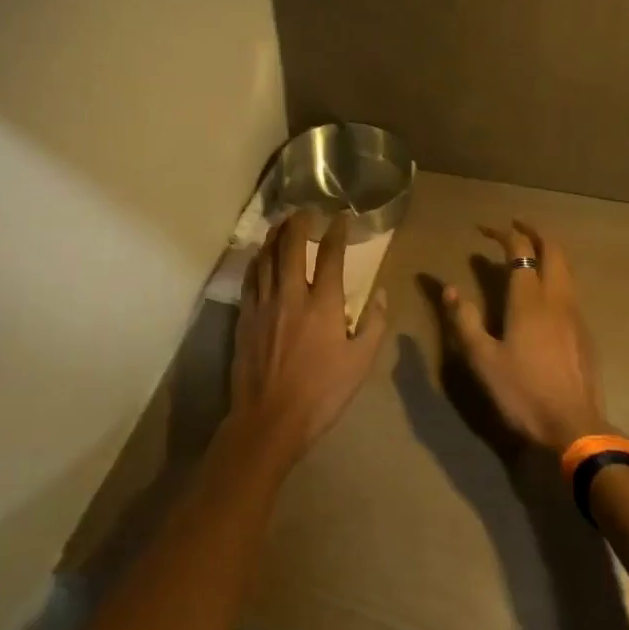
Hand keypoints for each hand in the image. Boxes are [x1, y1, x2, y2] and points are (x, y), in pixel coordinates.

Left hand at [226, 211, 388, 473]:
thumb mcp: (360, 363)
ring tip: (281, 222)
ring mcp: (264, 304)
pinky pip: (250, 278)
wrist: (270, 419)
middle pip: (291, 246)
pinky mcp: (245, 317)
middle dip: (298, 223)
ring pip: (266, 257)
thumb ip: (374, 324)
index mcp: (323, 304)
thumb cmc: (322, 393)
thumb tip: (383, 294)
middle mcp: (291, 294)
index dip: (336, 232)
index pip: (330, 256)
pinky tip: (260, 255)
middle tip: (304, 210)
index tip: (340, 218)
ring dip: (274, 236)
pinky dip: (257, 260)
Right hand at [440, 220, 611, 454]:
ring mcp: (576, 315)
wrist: (574, 427)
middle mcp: (557, 298)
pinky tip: (543, 295)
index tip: (483, 230)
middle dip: (534, 232)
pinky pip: (570, 290)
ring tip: (528, 253)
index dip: (503, 234)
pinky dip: (556, 276)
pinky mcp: (585, 333)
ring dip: (548, 252)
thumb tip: (450, 289)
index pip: (520, 250)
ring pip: (566, 269)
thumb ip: (465, 321)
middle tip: (514, 227)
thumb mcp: (482, 359)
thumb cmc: (522, 392)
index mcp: (529, 300)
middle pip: (553, 250)